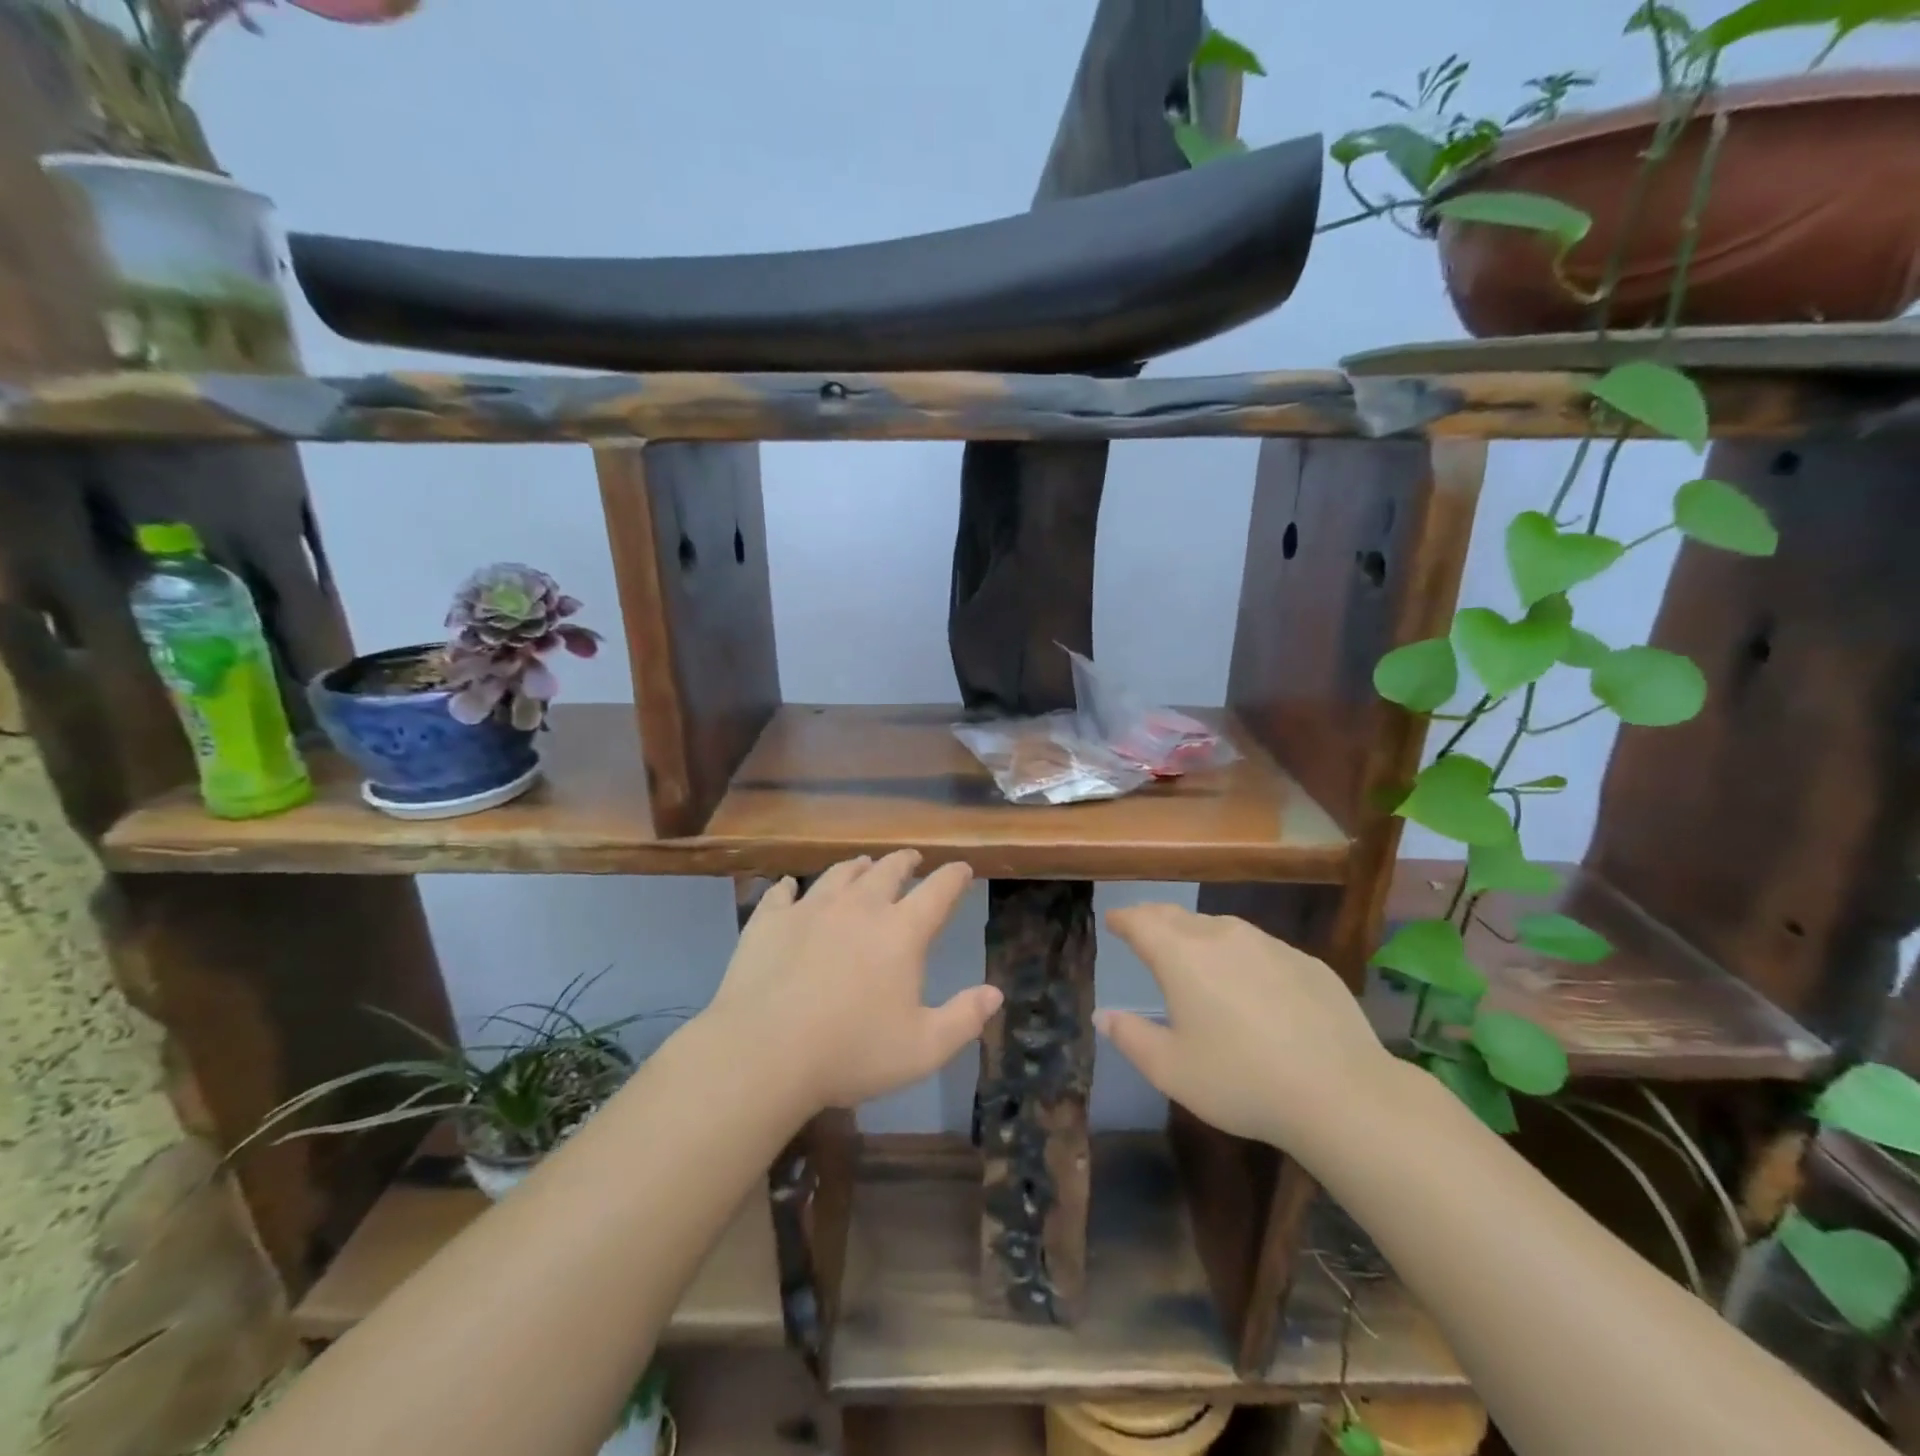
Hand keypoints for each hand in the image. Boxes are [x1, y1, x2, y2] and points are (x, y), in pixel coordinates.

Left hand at [706, 851, 1002, 1111]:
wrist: (764, 1053)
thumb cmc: (851, 1052)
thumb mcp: (923, 1049)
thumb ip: (964, 1019)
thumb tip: (996, 993)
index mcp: (901, 932)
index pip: (938, 891)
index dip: (954, 876)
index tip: (963, 869)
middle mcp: (859, 907)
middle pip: (888, 870)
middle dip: (905, 862)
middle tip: (912, 859)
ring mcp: (810, 908)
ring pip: (840, 874)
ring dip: (857, 866)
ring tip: (864, 864)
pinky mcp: (769, 921)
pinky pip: (781, 893)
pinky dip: (789, 887)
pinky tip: (788, 887)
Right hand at [1095, 903, 1394, 1152]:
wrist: (1342, 1093)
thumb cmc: (1242, 1081)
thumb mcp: (1171, 1070)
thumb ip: (1131, 1037)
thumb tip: (1103, 1015)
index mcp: (1182, 955)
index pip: (1141, 921)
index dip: (1123, 919)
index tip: (1113, 921)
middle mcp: (1222, 936)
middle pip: (1178, 917)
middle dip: (1155, 920)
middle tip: (1144, 930)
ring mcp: (1269, 945)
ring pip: (1221, 929)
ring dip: (1199, 936)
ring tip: (1194, 955)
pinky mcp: (1306, 962)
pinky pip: (1260, 949)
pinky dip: (1242, 957)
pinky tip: (1251, 986)